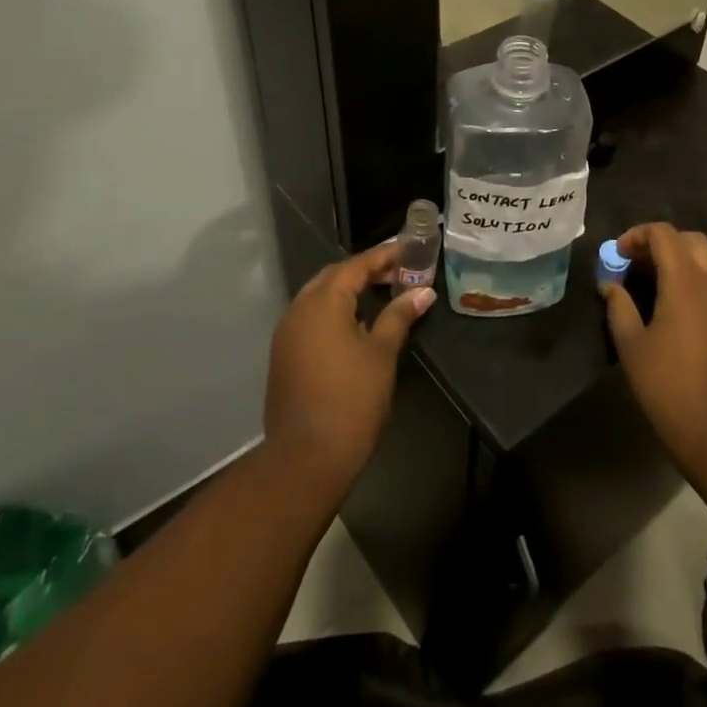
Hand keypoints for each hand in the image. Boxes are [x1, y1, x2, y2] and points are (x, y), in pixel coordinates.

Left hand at [265, 243, 433, 488]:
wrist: (307, 456)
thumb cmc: (352, 398)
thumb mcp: (382, 353)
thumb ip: (399, 316)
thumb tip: (422, 292)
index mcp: (323, 302)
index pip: (356, 265)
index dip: (384, 256)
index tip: (409, 250)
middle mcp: (299, 309)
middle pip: (334, 277)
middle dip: (365, 270)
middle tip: (398, 271)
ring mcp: (287, 334)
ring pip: (319, 297)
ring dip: (348, 290)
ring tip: (382, 293)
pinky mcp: (284, 355)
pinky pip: (311, 318)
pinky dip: (334, 311)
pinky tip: (357, 323)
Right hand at [603, 223, 706, 469]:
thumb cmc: (668, 385)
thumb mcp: (631, 346)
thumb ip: (619, 307)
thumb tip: (611, 285)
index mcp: (685, 280)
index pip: (664, 234)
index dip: (638, 236)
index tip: (619, 255)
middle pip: (692, 240)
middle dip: (663, 244)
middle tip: (640, 265)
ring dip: (688, 261)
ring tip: (665, 284)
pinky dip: (704, 282)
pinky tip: (688, 310)